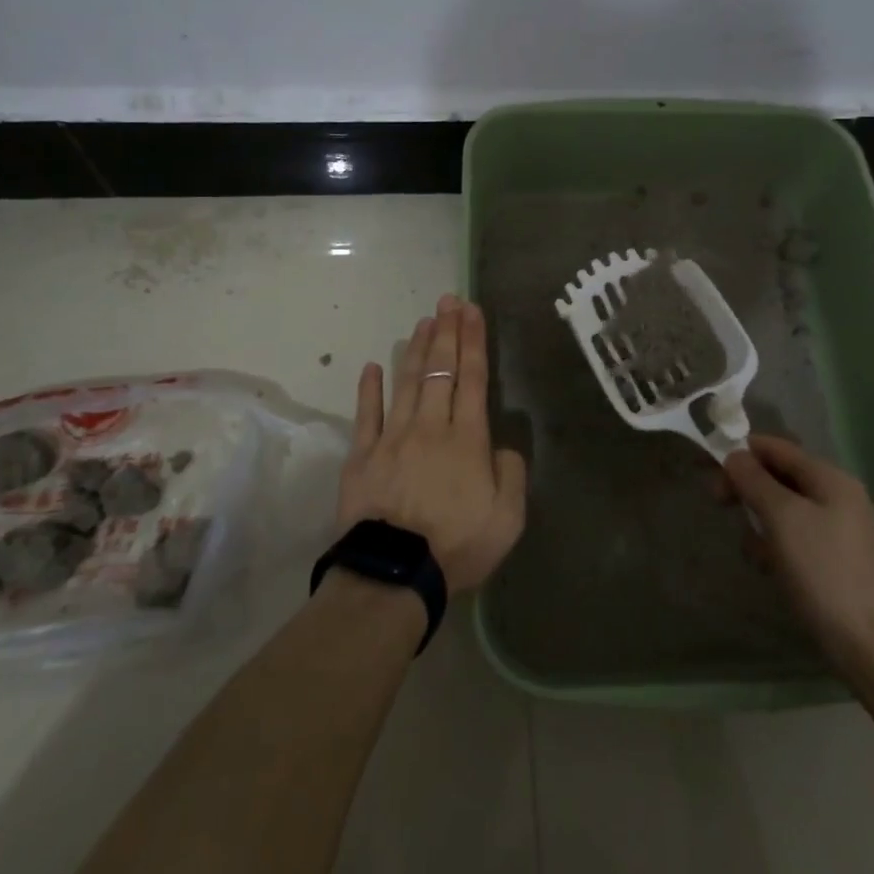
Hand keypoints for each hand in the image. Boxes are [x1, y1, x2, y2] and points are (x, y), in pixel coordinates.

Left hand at [336, 295, 527, 592]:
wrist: (394, 573)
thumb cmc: (457, 546)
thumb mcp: (508, 518)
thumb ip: (511, 474)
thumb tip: (501, 447)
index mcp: (466, 439)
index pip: (472, 378)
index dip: (473, 341)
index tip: (472, 311)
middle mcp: (430, 427)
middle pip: (439, 370)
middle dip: (447, 332)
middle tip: (448, 300)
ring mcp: (392, 438)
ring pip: (407, 382)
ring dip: (416, 349)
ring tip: (423, 320)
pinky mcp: (362, 456)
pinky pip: (366, 415)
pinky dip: (369, 389)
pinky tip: (372, 366)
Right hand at [722, 435, 873, 672]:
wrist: (870, 644)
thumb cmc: (822, 570)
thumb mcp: (782, 517)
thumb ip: (755, 480)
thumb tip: (735, 456)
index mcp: (831, 478)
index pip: (777, 448)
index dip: (742, 453)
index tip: (711, 472)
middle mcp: (840, 497)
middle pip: (781, 476)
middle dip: (748, 488)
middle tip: (720, 504)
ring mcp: (842, 530)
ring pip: (786, 509)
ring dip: (761, 521)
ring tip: (752, 549)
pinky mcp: (838, 561)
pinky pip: (797, 537)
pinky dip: (777, 545)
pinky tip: (769, 567)